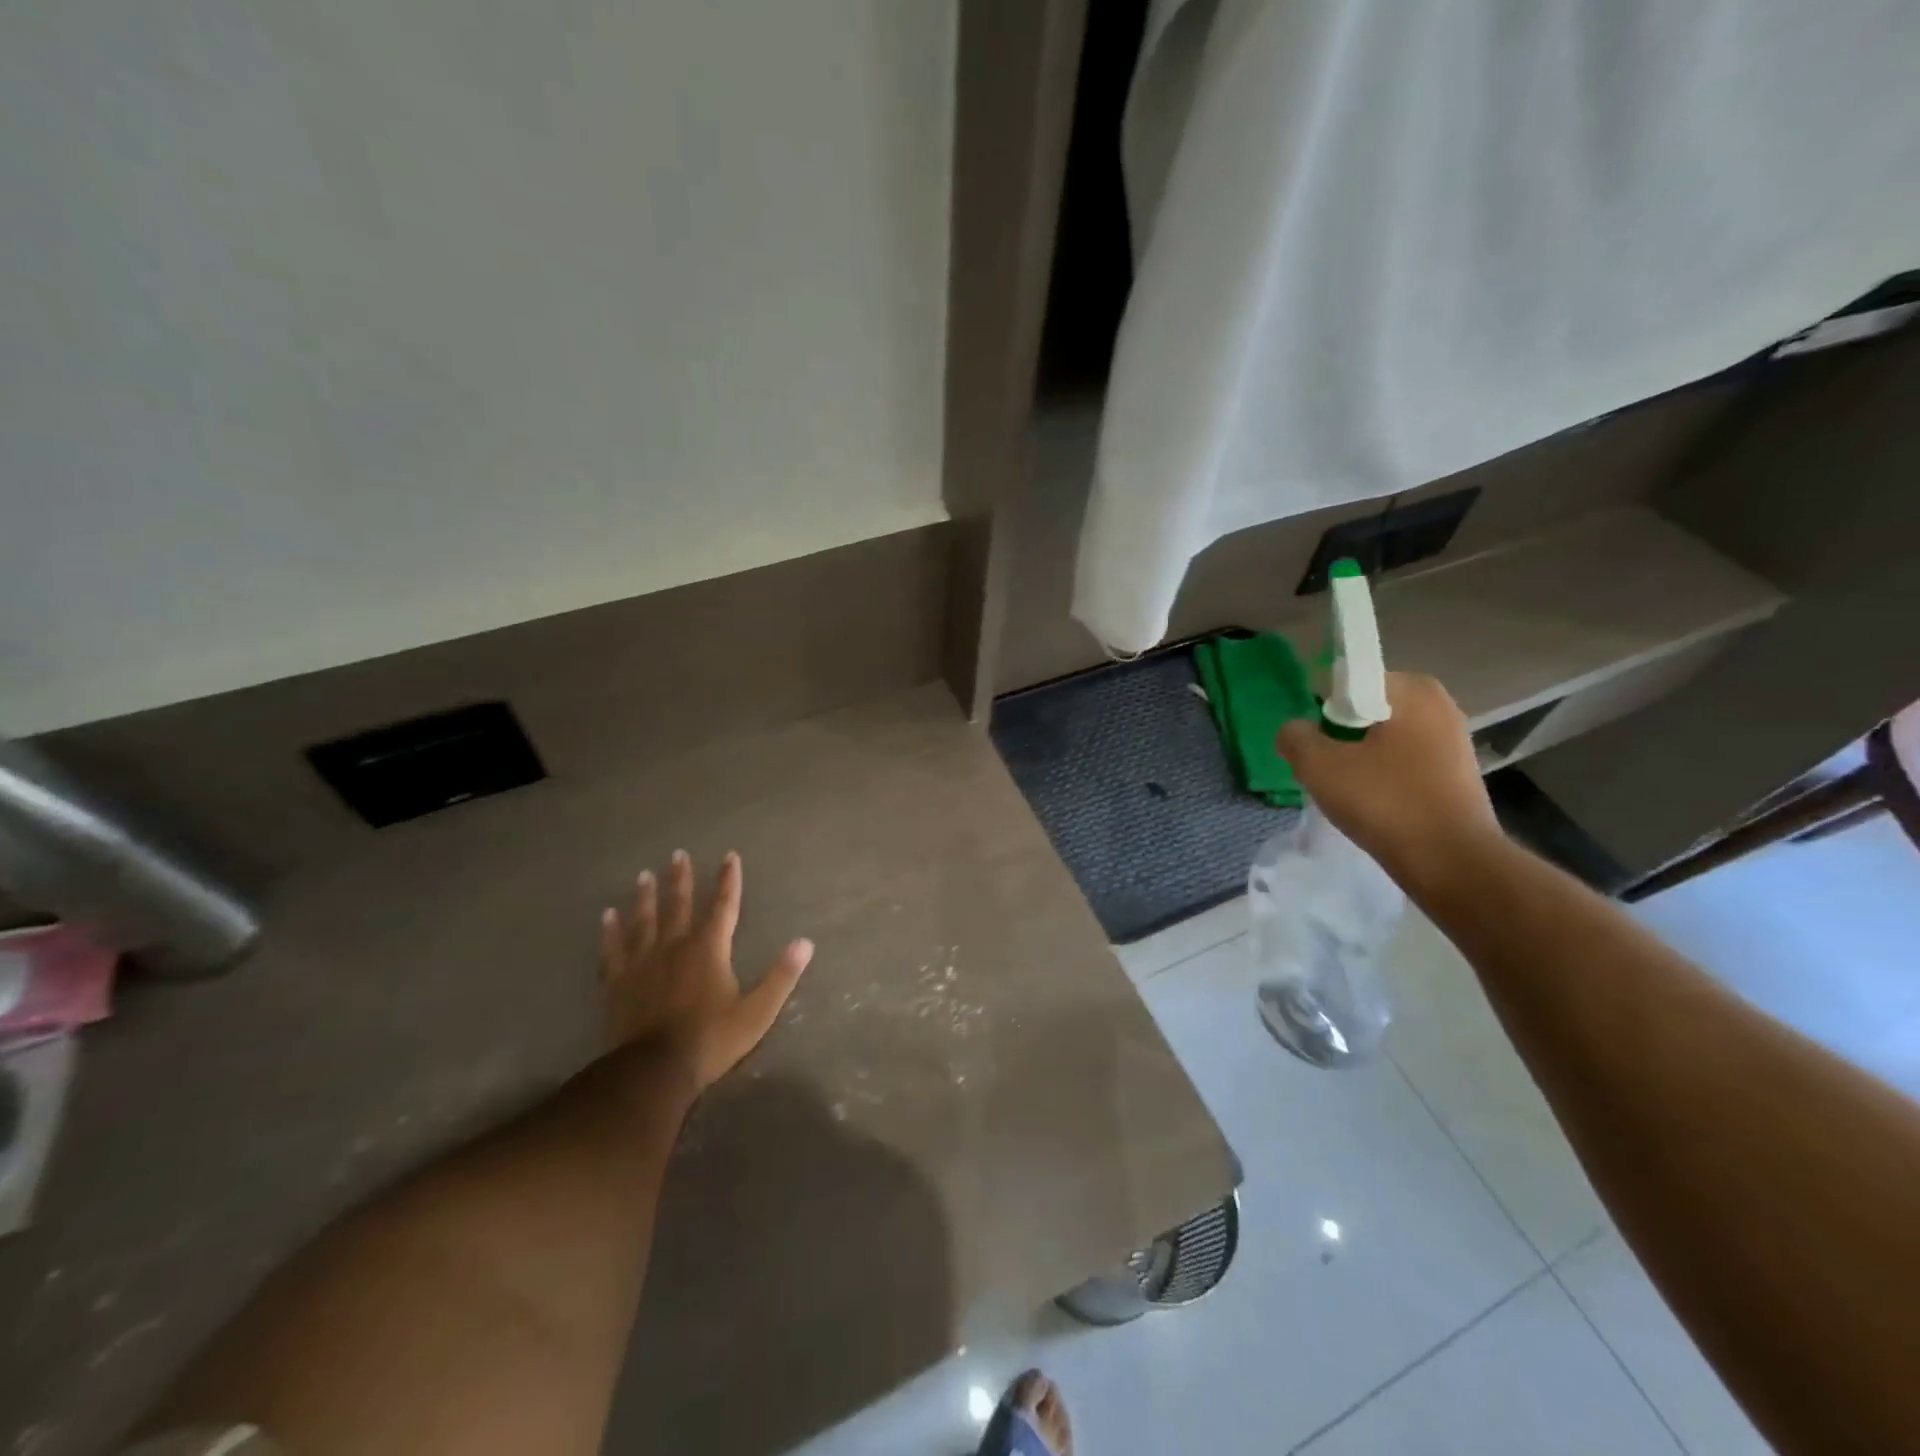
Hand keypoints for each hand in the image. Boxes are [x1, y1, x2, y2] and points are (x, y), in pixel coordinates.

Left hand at [598, 850, 812, 1090]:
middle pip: (678, 905)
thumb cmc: (711, 1040)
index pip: (723, 906)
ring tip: (643, 876)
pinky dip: (610, 931)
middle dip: (680, 878)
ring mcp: (642, 963)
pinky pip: (613, 949)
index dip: (728, 880)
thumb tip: (806, 943)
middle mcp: (675, 946)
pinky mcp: (618, 982)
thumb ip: (781, 976)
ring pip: (644, 921)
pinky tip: (607, 916)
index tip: (729, 856)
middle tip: (677, 854)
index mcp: (709, 949)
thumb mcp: (757, 1012)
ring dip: (645, 897)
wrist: (653, 1071)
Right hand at [1276, 672, 1501, 887]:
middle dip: (1342, 734)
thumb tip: (1294, 730)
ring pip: (1386, 738)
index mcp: (1412, 689)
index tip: (1318, 743)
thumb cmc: (1385, 802)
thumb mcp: (1319, 767)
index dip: (1324, 709)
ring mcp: (1455, 740)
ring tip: (1349, 790)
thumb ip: (1295, 738)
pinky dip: (1386, 776)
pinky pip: (1406, 762)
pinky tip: (1375, 804)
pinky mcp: (1458, 773)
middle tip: (1328, 768)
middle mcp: (1440, 704)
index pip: (1350, 680)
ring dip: (1363, 758)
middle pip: (1368, 710)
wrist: (1451, 862)